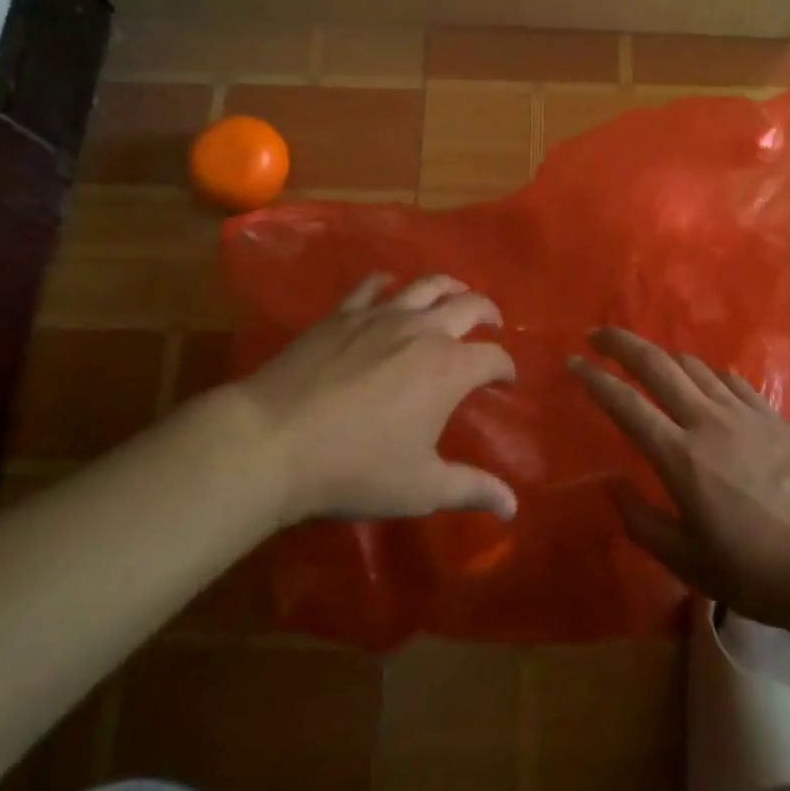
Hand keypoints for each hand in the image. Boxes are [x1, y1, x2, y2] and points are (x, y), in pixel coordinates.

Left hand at [232, 273, 516, 525]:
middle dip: (489, 313)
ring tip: (455, 294)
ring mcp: (381, 315)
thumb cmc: (356, 468)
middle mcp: (423, 329)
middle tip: (493, 324)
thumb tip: (513, 506)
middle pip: (469, 305)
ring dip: (450, 286)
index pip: (494, 357)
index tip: (506, 381)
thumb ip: (471, 489)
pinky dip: (389, 284)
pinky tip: (389, 289)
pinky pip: (373, 285)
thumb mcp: (421, 488)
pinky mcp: (344, 312)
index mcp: (449, 368)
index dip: (506, 368)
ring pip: (426, 284)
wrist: (275, 440)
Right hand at [572, 328, 789, 644]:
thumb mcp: (690, 564)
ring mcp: (743, 412)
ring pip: (693, 364)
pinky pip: (727, 378)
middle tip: (597, 334)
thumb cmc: (759, 573)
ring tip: (645, 362)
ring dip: (661, 356)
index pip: (625, 403)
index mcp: (681, 457)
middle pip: (656, 364)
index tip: (572, 363)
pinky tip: (701, 382)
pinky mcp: (771, 414)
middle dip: (621, 342)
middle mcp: (707, 421)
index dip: (594, 379)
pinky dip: (703, 372)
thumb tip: (613, 486)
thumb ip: (643, 523)